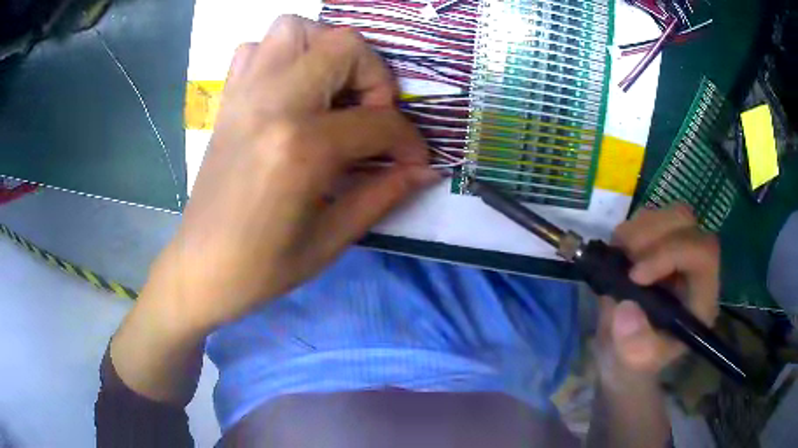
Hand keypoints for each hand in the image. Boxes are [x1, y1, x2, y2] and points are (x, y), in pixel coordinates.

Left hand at [145, 16, 437, 331]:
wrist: (202, 268)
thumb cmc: (264, 267)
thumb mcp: (332, 239)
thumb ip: (385, 194)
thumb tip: (426, 170)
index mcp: (301, 147)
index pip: (379, 121)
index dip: (409, 142)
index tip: (413, 162)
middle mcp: (273, 104)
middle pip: (343, 45)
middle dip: (374, 76)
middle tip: (370, 115)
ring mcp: (244, 95)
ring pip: (295, 29)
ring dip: (326, 50)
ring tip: (331, 91)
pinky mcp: (228, 99)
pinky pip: (255, 48)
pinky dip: (282, 55)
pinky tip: (289, 90)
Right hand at [594, 205, 719, 386]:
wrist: (624, 352)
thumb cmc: (635, 362)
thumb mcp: (633, 364)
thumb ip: (633, 345)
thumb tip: (626, 309)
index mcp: (701, 297)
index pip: (702, 253)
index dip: (671, 253)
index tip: (635, 277)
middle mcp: (695, 267)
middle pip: (687, 222)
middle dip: (653, 235)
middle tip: (624, 261)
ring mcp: (678, 251)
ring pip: (668, 214)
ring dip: (639, 230)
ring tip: (619, 258)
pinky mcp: (659, 244)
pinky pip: (650, 218)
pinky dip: (630, 230)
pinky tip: (619, 254)